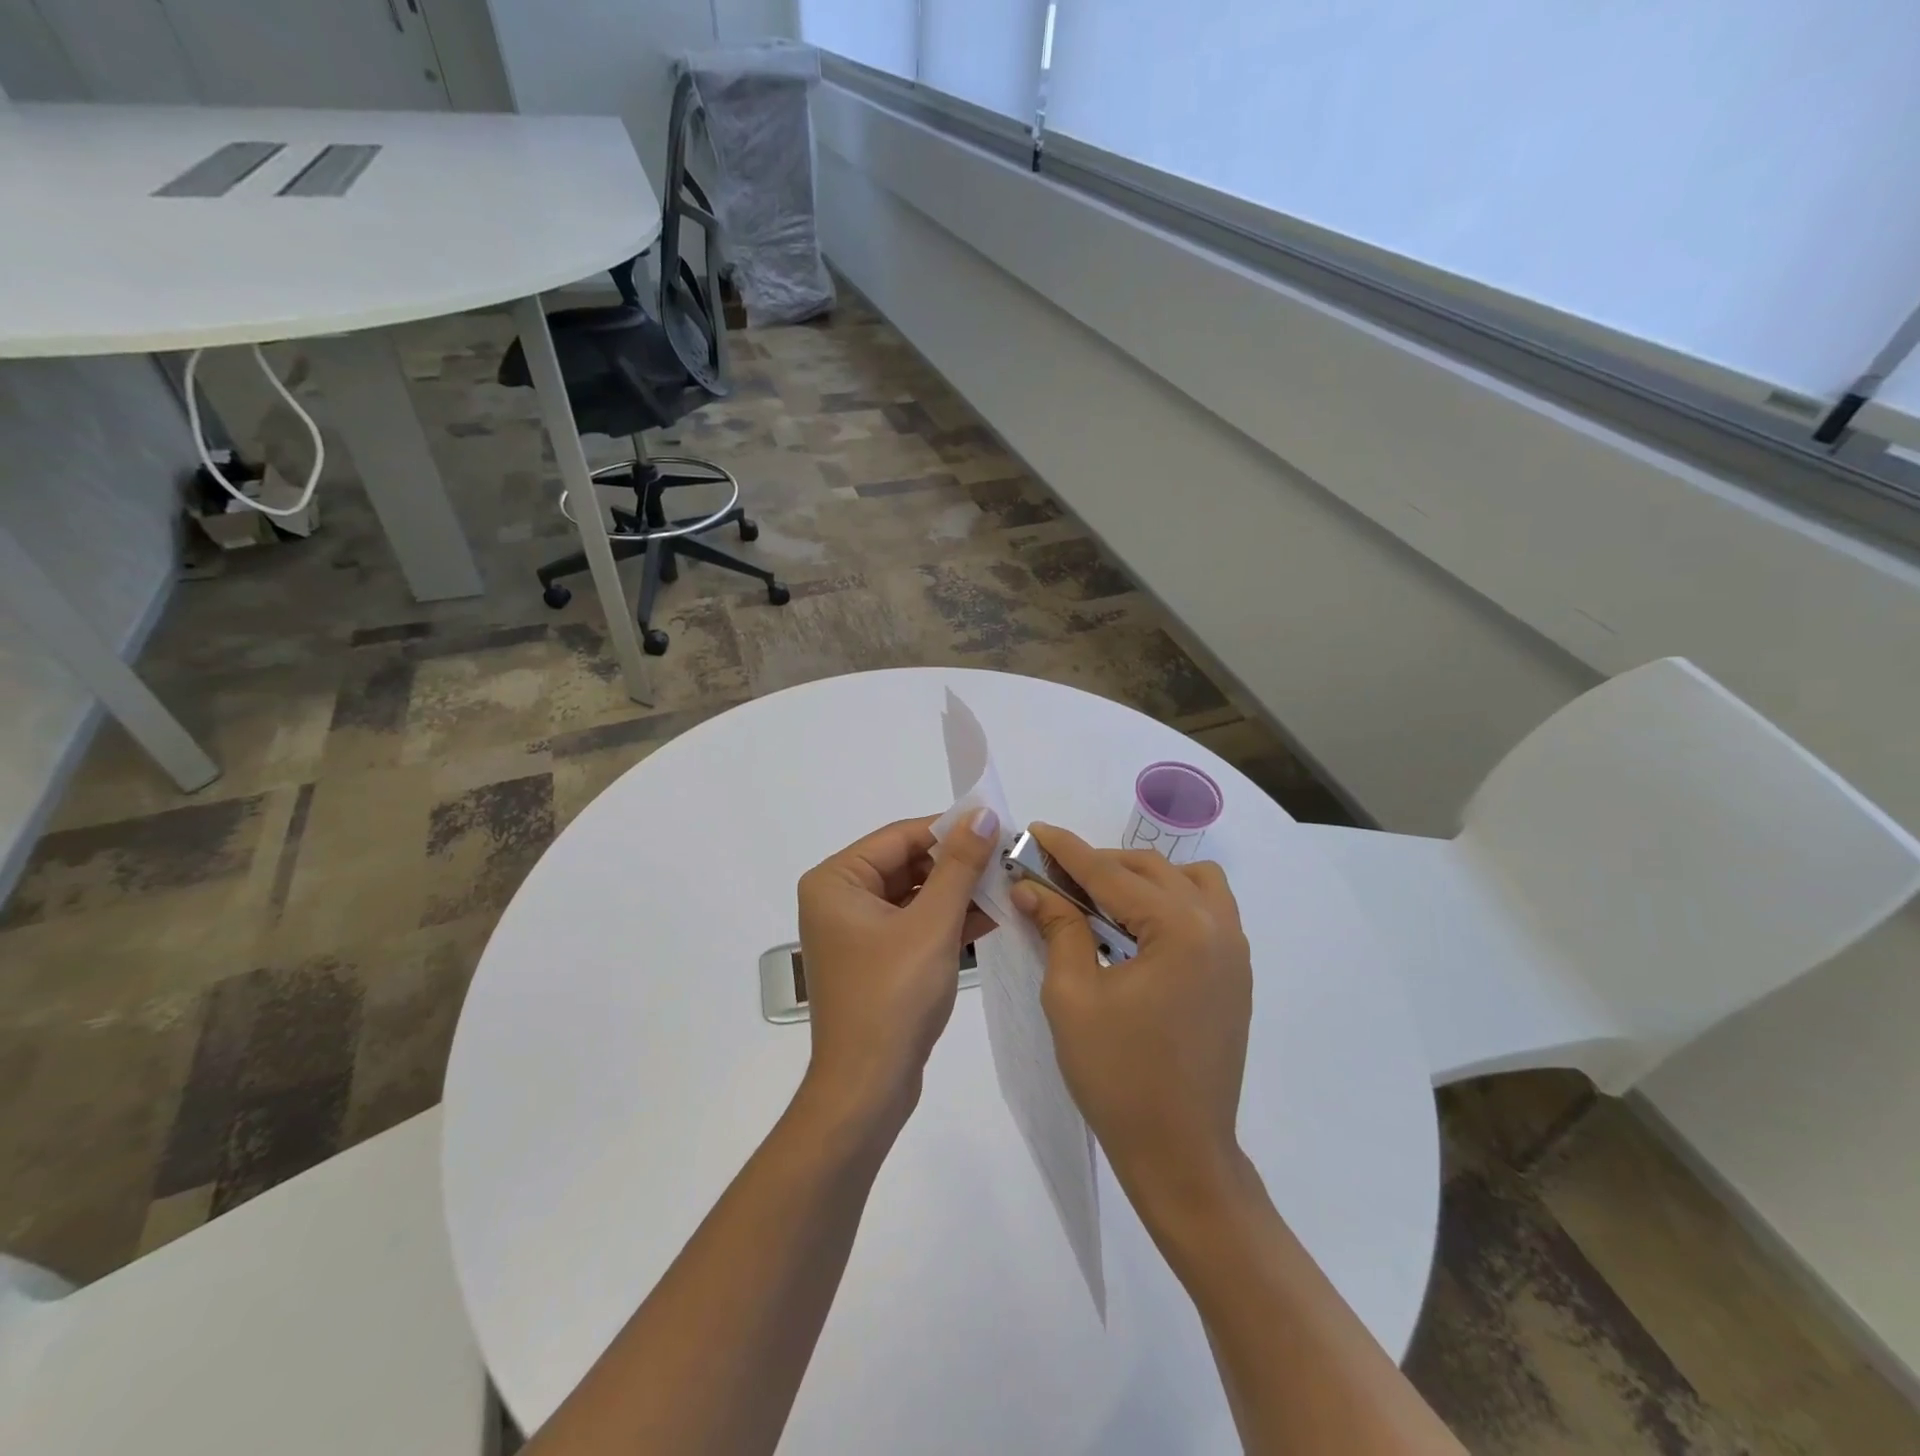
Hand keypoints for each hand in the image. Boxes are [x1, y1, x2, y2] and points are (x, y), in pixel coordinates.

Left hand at [796, 811, 999, 1129]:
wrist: (867, 1089)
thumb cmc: (893, 997)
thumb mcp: (932, 924)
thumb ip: (960, 866)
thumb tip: (982, 814)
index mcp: (836, 881)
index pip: (900, 837)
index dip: (950, 830)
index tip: (998, 827)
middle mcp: (839, 899)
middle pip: (907, 863)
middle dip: (957, 865)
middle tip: (1007, 860)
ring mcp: (856, 931)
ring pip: (914, 895)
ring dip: (958, 893)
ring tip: (1007, 886)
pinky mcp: (875, 959)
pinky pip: (914, 924)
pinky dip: (948, 921)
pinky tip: (991, 917)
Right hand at [1013, 824, 1252, 1213]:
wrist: (1181, 1155)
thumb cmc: (1118, 1077)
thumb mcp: (1072, 996)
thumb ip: (1058, 928)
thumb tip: (1032, 887)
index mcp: (1180, 929)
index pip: (1111, 873)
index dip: (1067, 851)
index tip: (1034, 830)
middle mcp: (1217, 927)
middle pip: (1151, 869)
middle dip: (1099, 864)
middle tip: (1053, 874)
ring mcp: (1235, 950)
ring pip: (1188, 881)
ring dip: (1142, 878)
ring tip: (1100, 899)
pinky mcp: (1236, 974)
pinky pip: (1207, 911)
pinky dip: (1170, 902)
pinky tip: (1136, 928)